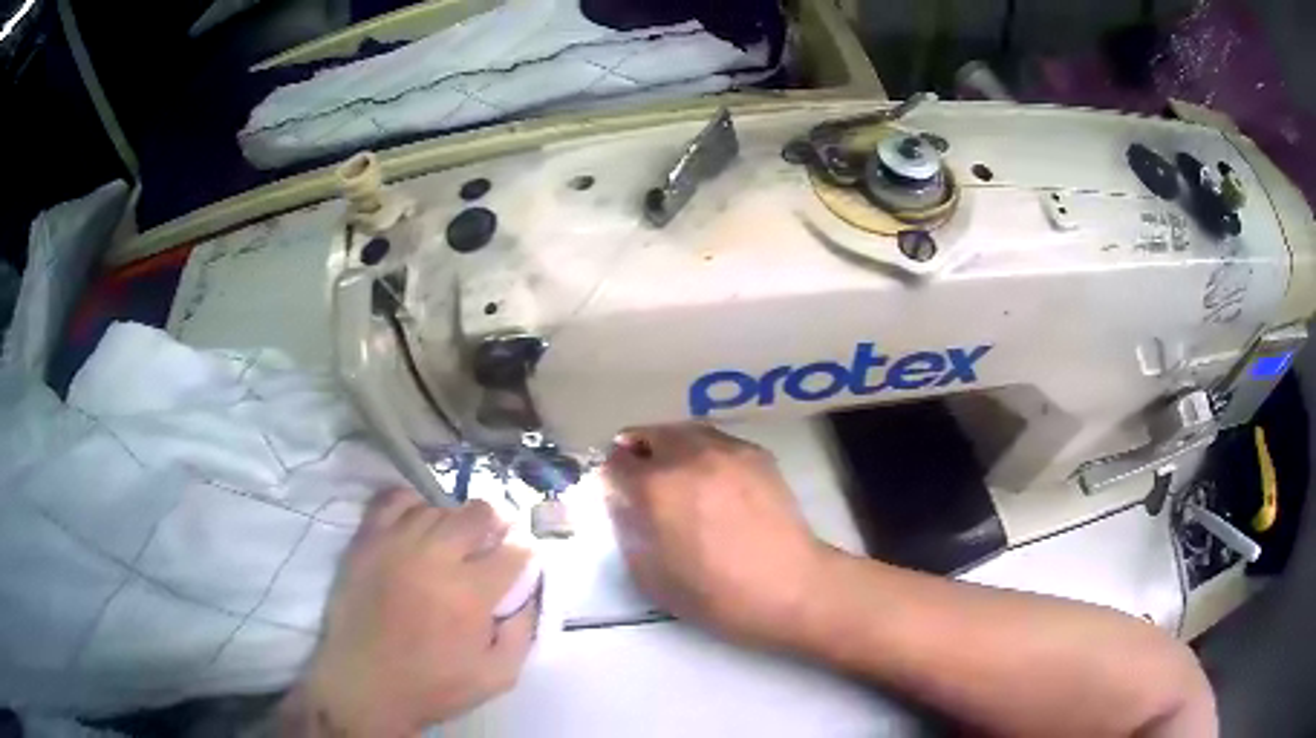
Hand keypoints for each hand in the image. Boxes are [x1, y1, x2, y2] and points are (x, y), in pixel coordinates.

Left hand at [279, 489, 537, 735]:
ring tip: (451, 546)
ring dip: (453, 523)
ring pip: (437, 508)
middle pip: (477, 514)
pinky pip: (393, 500)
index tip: (518, 567)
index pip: (512, 552)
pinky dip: (412, 505)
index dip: (523, 557)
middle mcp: (434, 558)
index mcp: (470, 594)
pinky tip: (417, 526)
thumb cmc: (434, 686)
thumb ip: (523, 631)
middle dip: (493, 528)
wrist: (365, 685)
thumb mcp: (498, 676)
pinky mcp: (366, 541)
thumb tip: (529, 593)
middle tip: (487, 551)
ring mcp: (395, 544)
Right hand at [603, 424, 826, 650]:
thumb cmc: (715, 594)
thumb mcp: (650, 576)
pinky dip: (703, 453)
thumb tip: (625, 504)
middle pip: (646, 435)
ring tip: (679, 478)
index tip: (616, 495)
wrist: (789, 587)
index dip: (610, 479)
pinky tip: (715, 482)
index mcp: (655, 488)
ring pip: (682, 431)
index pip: (613, 464)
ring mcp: (726, 449)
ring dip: (669, 448)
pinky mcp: (756, 452)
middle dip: (637, 456)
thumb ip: (628, 530)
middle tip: (644, 484)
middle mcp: (687, 455)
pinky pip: (715, 440)